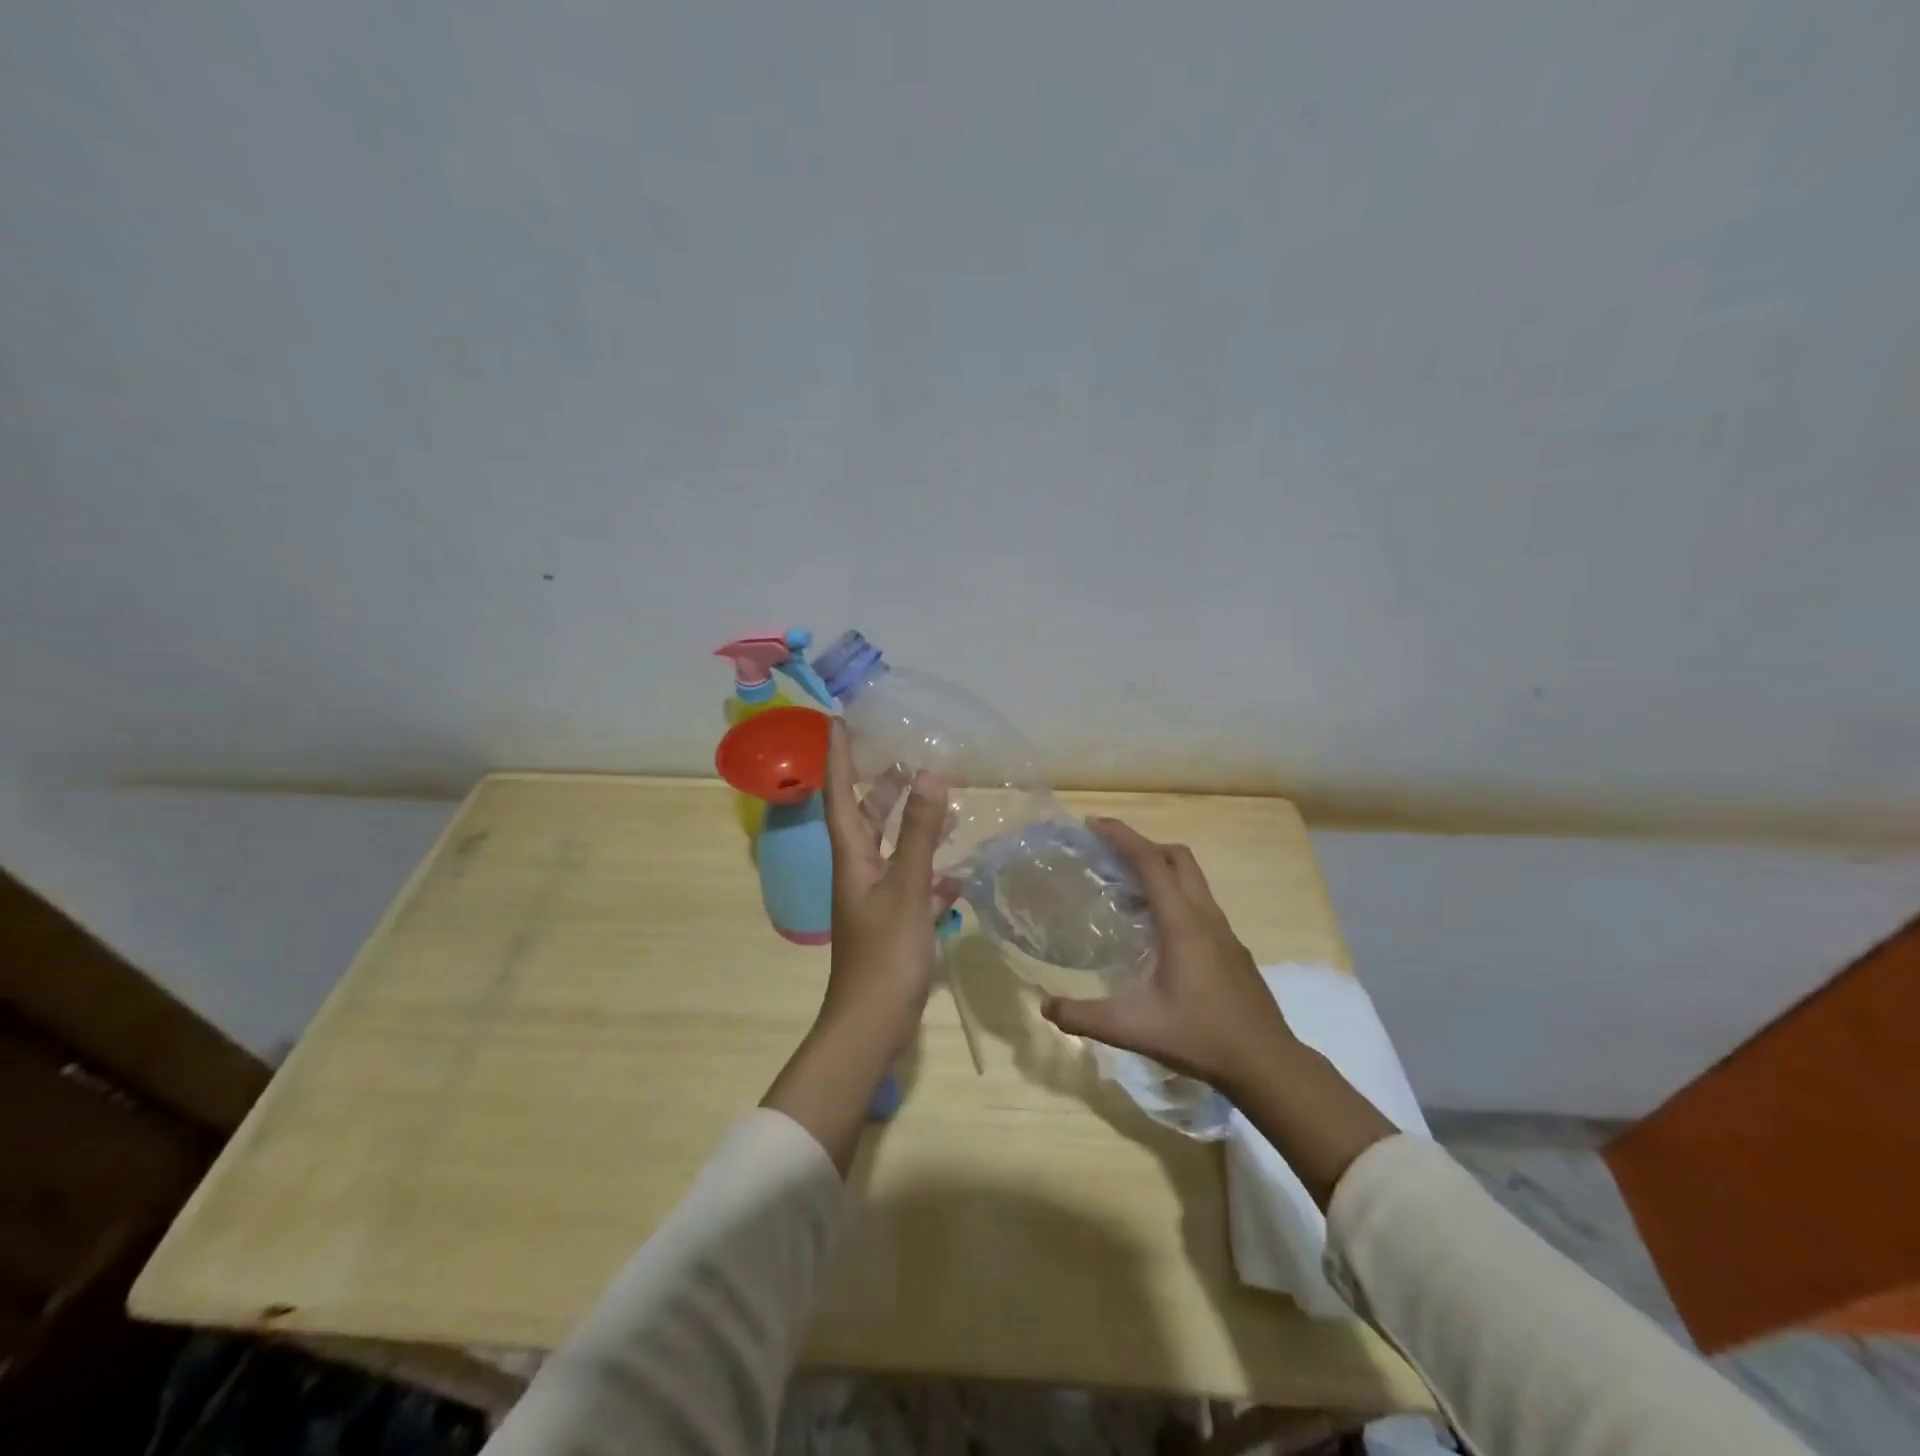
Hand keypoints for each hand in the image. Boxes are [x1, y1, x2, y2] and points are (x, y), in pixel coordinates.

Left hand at [818, 719, 954, 1051]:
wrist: (873, 1023)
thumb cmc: (885, 953)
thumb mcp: (905, 887)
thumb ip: (919, 832)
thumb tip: (930, 775)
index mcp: (852, 856)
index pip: (839, 794)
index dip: (838, 756)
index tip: (838, 720)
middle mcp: (859, 871)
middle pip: (866, 817)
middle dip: (881, 786)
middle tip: (904, 757)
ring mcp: (876, 898)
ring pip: (892, 848)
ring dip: (912, 824)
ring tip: (940, 801)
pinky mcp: (895, 922)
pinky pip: (913, 883)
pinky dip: (932, 870)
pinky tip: (957, 870)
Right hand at [1043, 817, 1396, 1206]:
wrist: (1267, 1063)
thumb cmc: (1200, 1037)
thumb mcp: (1133, 1029)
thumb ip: (1085, 1017)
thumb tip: (1045, 1006)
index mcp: (1182, 923)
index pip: (1151, 862)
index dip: (1122, 837)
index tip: (1094, 824)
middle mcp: (1206, 916)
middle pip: (1177, 858)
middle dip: (1143, 845)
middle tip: (1109, 854)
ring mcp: (1224, 931)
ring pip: (1193, 879)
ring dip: (1161, 870)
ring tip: (1126, 889)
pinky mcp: (1232, 948)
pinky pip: (1200, 903)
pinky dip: (1175, 895)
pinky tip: (1157, 930)